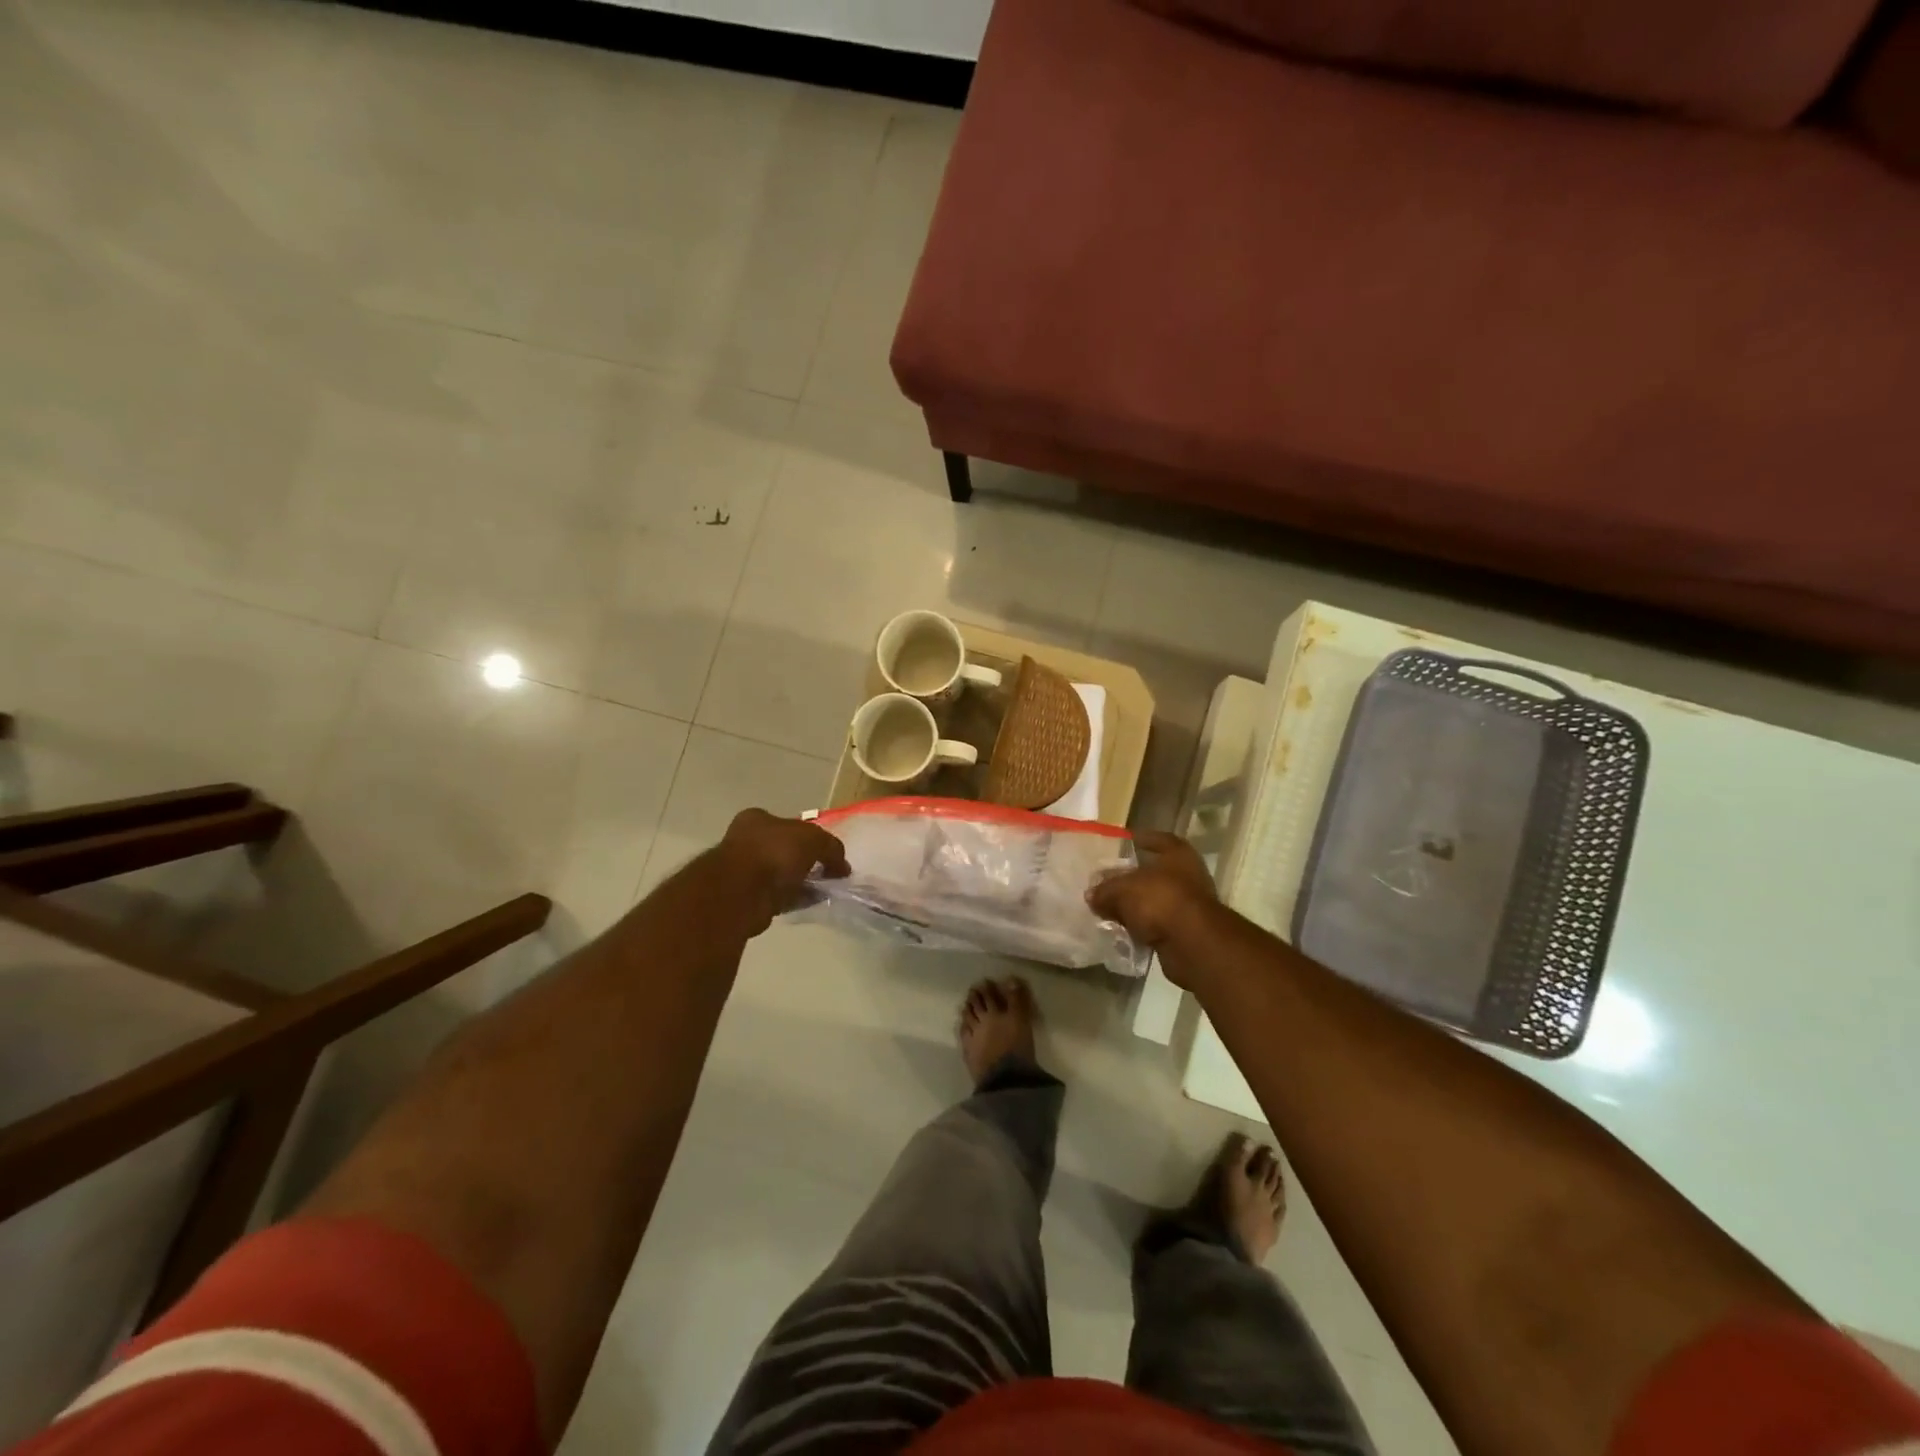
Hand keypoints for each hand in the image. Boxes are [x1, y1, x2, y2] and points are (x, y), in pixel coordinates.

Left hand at [716, 808, 849, 933]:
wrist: (741, 893)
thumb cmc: (774, 853)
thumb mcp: (814, 839)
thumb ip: (831, 848)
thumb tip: (842, 866)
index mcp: (756, 819)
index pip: (788, 824)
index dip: (809, 837)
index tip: (825, 852)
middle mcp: (746, 841)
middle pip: (784, 850)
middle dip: (805, 862)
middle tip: (827, 872)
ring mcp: (743, 872)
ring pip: (781, 875)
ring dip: (801, 882)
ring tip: (824, 891)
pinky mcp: (746, 899)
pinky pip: (778, 896)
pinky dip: (794, 899)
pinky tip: (811, 903)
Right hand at [1088, 831, 1219, 982]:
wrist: (1192, 943)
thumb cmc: (1159, 900)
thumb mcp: (1122, 890)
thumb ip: (1105, 890)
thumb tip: (1091, 895)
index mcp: (1178, 854)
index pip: (1160, 839)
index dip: (1143, 839)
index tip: (1127, 841)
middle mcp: (1188, 876)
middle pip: (1155, 873)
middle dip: (1133, 879)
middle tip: (1109, 881)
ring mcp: (1189, 905)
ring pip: (1156, 900)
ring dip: (1137, 906)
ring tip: (1110, 909)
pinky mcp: (1186, 931)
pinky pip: (1157, 924)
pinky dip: (1142, 926)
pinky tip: (1123, 929)